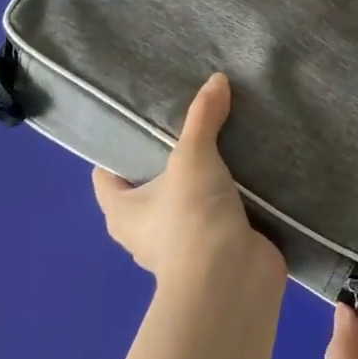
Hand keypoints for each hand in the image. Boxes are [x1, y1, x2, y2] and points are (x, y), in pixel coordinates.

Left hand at [92, 73, 286, 293]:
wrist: (233, 279)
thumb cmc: (191, 218)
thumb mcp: (193, 157)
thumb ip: (203, 117)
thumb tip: (217, 79)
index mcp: (123, 212)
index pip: (107, 174)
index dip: (118, 148)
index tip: (142, 120)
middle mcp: (147, 231)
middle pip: (151, 186)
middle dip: (169, 159)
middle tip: (192, 122)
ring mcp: (185, 243)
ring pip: (189, 201)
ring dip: (205, 179)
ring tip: (225, 139)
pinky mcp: (219, 248)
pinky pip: (221, 214)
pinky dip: (233, 197)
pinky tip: (250, 170)